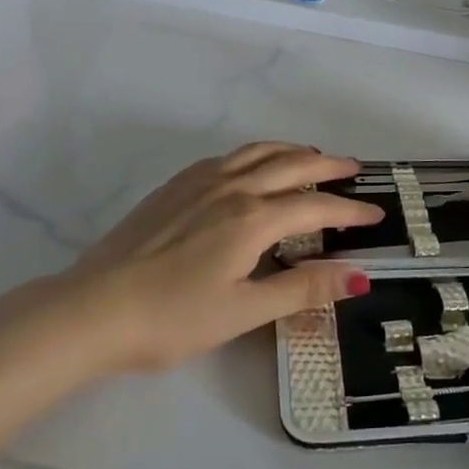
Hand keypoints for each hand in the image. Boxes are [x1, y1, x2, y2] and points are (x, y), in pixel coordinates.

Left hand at [64, 143, 380, 372]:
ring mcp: (201, 181)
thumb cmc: (172, 317)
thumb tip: (359, 276)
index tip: (375, 214)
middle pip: (291, 164)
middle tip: (353, 168)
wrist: (93, 307)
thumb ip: (302, 289)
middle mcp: (232, 187)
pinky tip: (252, 165)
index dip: (349, 210)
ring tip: (311, 156)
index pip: (315, 205)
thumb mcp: (243, 311)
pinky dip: (256, 153)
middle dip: (327, 164)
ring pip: (258, 151)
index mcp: (253, 218)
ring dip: (291, 151)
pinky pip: (229, 156)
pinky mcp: (176, 185)